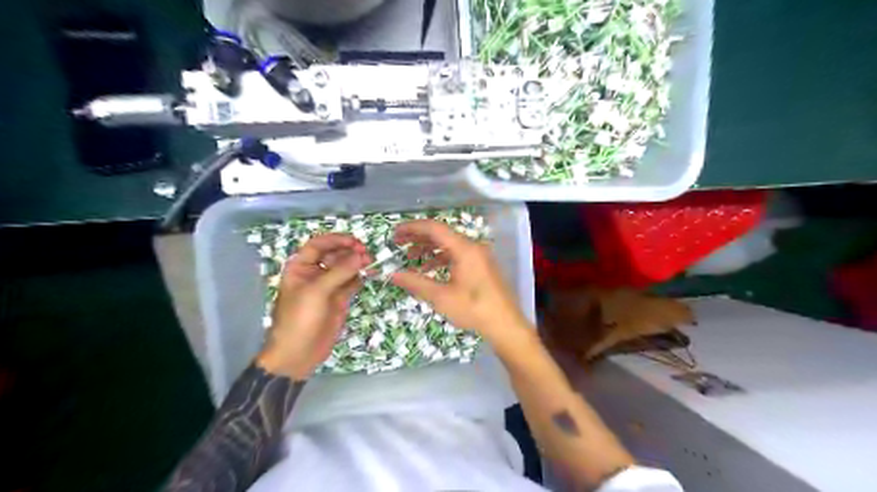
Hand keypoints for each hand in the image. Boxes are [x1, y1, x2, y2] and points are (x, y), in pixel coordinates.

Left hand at [257, 233, 370, 380]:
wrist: (298, 353)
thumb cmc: (299, 319)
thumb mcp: (316, 292)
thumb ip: (339, 272)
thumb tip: (360, 255)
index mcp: (300, 267)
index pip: (318, 245)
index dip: (336, 240)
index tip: (354, 242)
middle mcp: (314, 273)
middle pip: (334, 254)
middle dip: (349, 252)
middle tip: (366, 254)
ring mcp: (328, 286)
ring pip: (345, 268)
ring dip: (357, 263)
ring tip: (370, 262)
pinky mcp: (339, 299)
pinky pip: (352, 282)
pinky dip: (360, 277)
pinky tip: (369, 274)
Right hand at [390, 220, 527, 341]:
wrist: (505, 325)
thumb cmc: (474, 309)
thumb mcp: (441, 297)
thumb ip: (416, 282)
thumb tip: (392, 274)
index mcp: (464, 249)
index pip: (434, 228)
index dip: (412, 228)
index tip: (395, 233)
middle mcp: (472, 247)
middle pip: (441, 234)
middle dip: (418, 237)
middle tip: (398, 243)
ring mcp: (478, 256)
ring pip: (449, 245)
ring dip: (428, 248)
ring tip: (410, 257)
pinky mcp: (481, 266)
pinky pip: (457, 255)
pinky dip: (441, 258)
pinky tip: (429, 269)